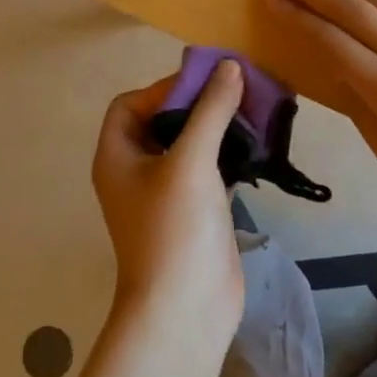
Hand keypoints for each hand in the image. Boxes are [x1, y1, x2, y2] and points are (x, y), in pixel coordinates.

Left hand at [92, 62, 246, 349]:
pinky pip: (210, 168)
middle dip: (198, 103)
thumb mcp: (191, 161)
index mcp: (118, 156)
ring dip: (218, 126)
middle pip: (163, 120)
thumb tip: (230, 66)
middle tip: (237, 90)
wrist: (186, 311)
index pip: (131, 104)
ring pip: (190, 144)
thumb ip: (211, 110)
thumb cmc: (175, 229)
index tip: (205, 83)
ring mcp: (167, 193)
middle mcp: (137, 171)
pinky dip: (230, 153)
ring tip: (254, 111)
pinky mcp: (195, 211)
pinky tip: (258, 145)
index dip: (164, 88)